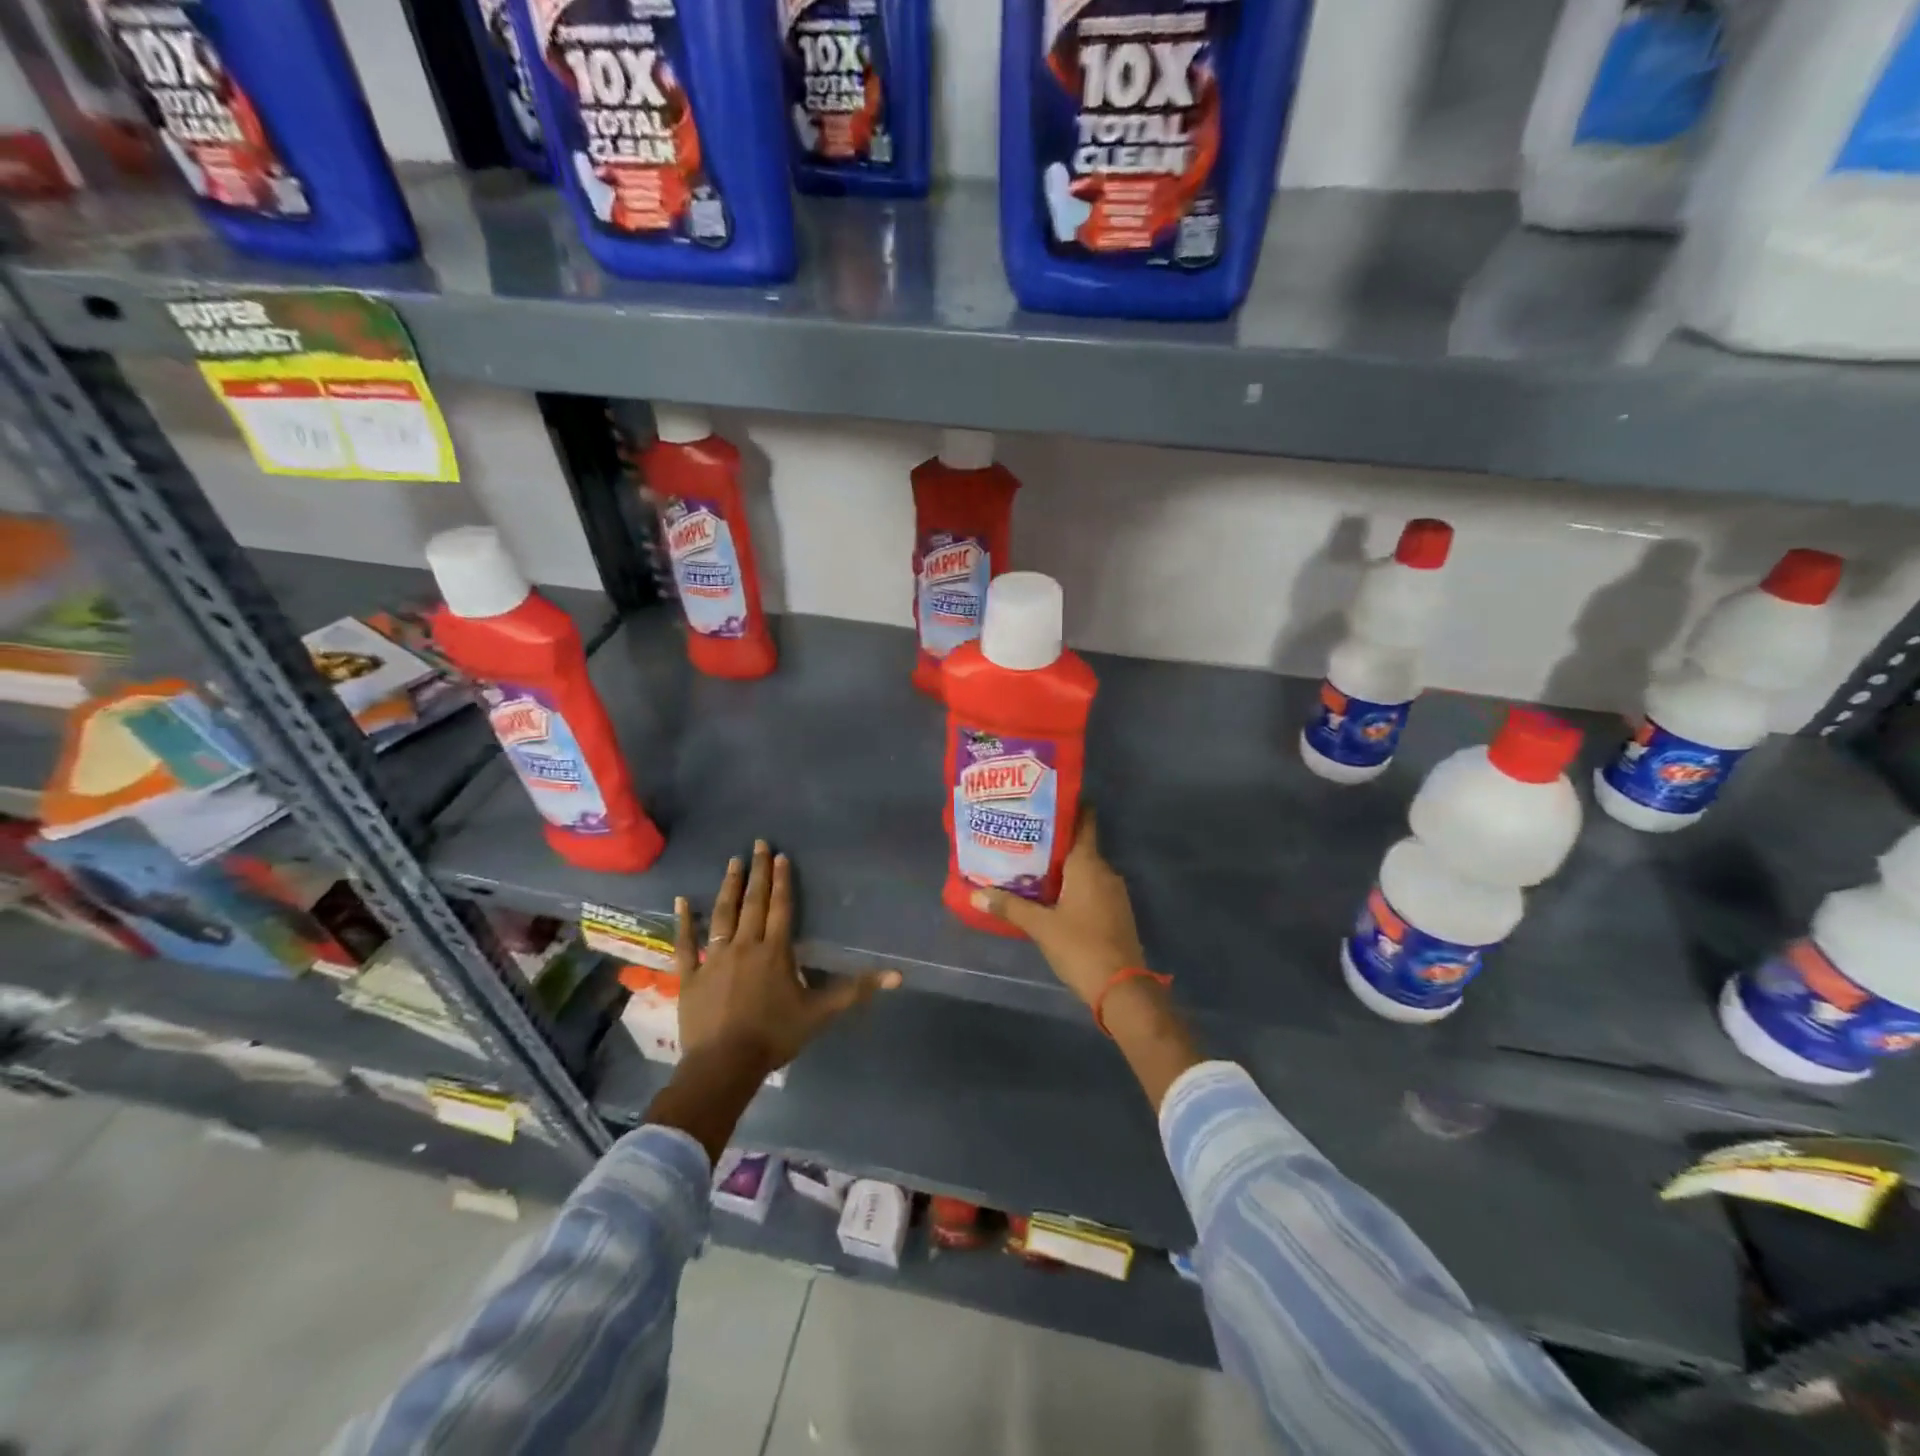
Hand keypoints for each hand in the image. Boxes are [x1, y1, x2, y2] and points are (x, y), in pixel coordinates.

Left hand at [675, 839, 899, 1074]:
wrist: (724, 1065)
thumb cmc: (775, 1036)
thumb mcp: (821, 1013)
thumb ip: (856, 991)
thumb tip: (897, 976)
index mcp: (775, 952)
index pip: (781, 908)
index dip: (782, 881)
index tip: (781, 856)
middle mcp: (744, 946)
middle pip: (752, 903)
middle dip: (757, 872)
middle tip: (758, 844)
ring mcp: (713, 959)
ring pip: (722, 915)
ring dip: (728, 887)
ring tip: (733, 862)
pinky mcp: (690, 975)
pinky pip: (685, 943)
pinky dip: (683, 921)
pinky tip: (681, 900)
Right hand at [968, 810, 1145, 1007]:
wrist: (1122, 989)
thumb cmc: (1081, 946)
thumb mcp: (1041, 926)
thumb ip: (1010, 906)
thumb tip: (977, 892)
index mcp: (1088, 864)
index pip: (1085, 821)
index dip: (1070, 806)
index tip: (1047, 800)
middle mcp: (1104, 871)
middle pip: (1081, 845)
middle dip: (1055, 841)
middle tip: (1024, 837)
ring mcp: (1114, 892)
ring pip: (1085, 869)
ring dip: (1063, 866)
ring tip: (1031, 866)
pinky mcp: (1116, 912)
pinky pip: (1092, 887)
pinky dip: (1074, 886)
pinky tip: (1052, 897)